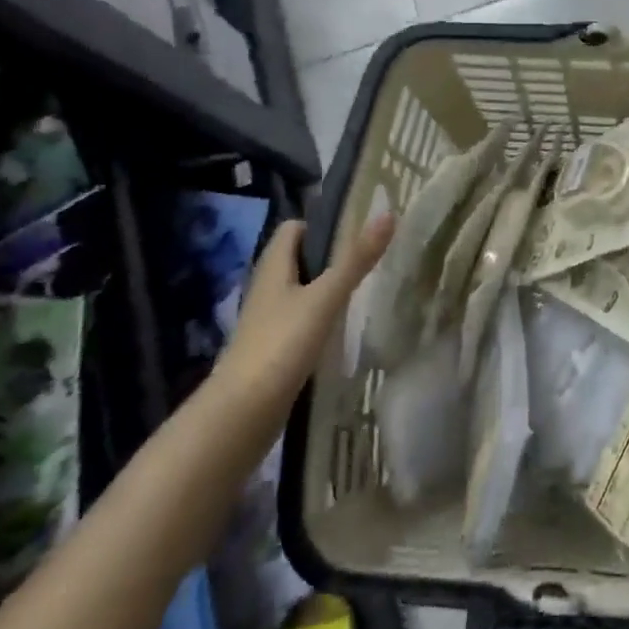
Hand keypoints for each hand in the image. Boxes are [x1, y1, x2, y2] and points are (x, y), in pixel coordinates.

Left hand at [217, 213, 394, 408]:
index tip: (358, 228)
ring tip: (364, 290)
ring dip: (326, 287)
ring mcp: (267, 322)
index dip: (322, 224)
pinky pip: (300, 320)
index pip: (294, 229)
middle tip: (369, 257)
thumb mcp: (325, 298)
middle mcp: (266, 289)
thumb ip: (355, 260)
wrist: (241, 415)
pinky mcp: (272, 350)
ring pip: (300, 291)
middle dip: (330, 256)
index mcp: (272, 268)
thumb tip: (388, 213)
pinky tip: (342, 328)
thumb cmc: (280, 345)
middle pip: (298, 259)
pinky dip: (320, 317)